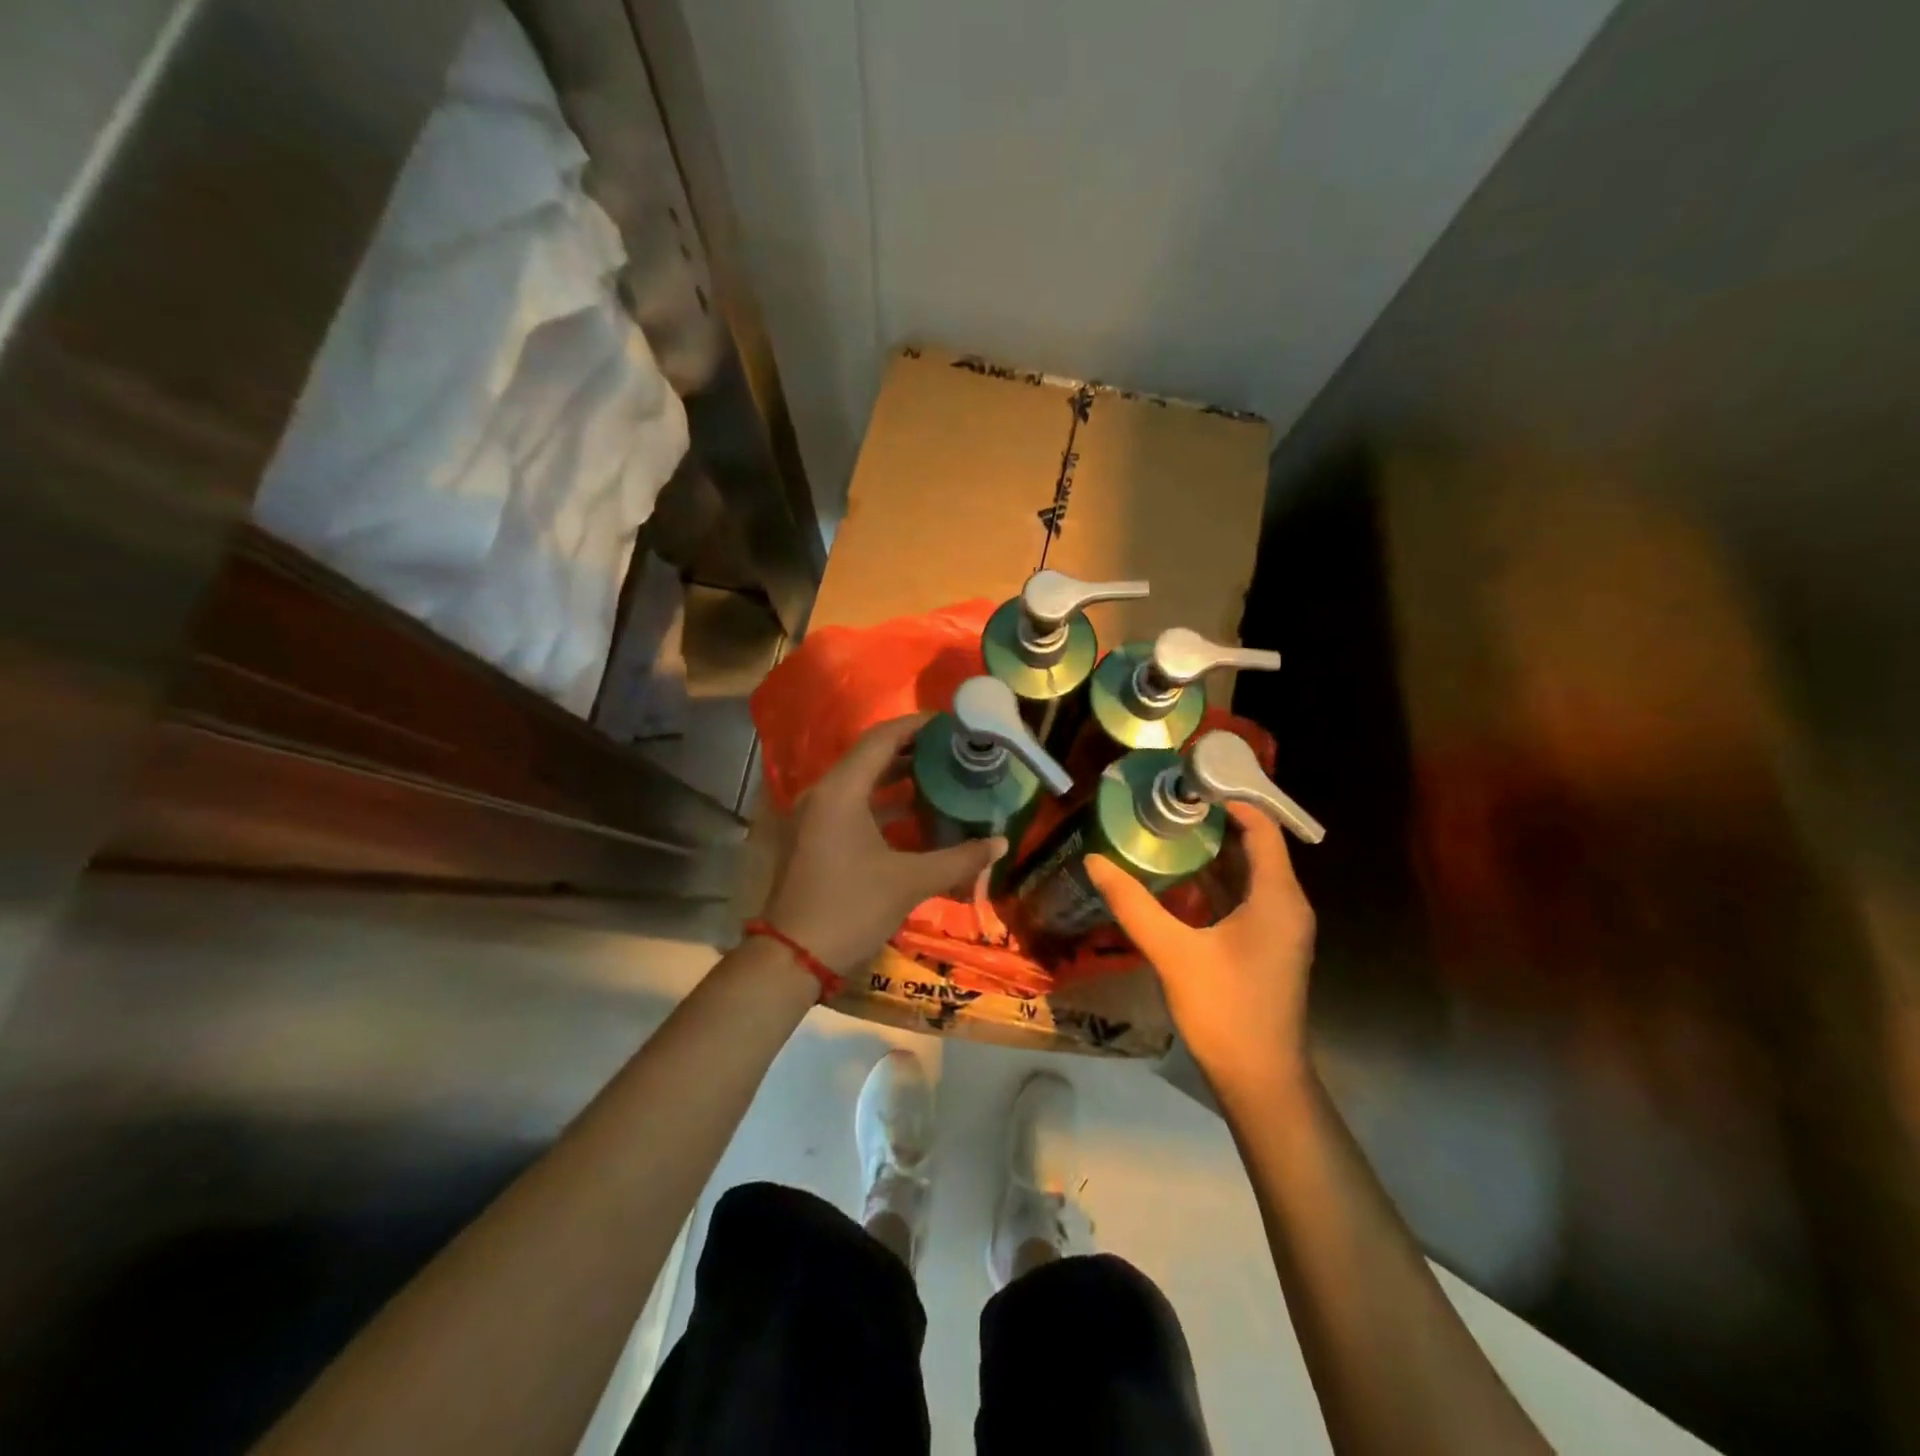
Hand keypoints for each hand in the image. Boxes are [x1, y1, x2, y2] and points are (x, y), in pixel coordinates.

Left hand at [763, 715, 1005, 973]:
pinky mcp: (815, 837)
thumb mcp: (910, 881)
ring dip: (899, 778)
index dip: (917, 726)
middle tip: (954, 749)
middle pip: (871, 757)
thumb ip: (959, 859)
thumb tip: (1001, 843)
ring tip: (943, 775)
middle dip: (913, 751)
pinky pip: (853, 805)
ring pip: (862, 782)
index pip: (881, 739)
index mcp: (841, 791)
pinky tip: (917, 814)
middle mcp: (823, 793)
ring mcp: (815, 816)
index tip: (951, 723)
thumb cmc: (851, 908)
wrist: (793, 958)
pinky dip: (884, 804)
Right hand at [1085, 803, 1314, 1091]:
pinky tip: (1179, 878)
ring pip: (1249, 874)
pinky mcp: (1267, 945)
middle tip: (1168, 803)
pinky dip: (1217, 881)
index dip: (1231, 800)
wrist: (1259, 1079)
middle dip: (1215, 823)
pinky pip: (1245, 897)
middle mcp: (1286, 905)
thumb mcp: (1172, 952)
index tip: (1189, 784)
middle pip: (1256, 847)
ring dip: (1214, 852)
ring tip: (1168, 830)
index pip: (1262, 828)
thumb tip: (1094, 861)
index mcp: (1277, 898)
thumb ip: (1133, 904)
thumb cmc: (1224, 1010)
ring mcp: (1279, 927)